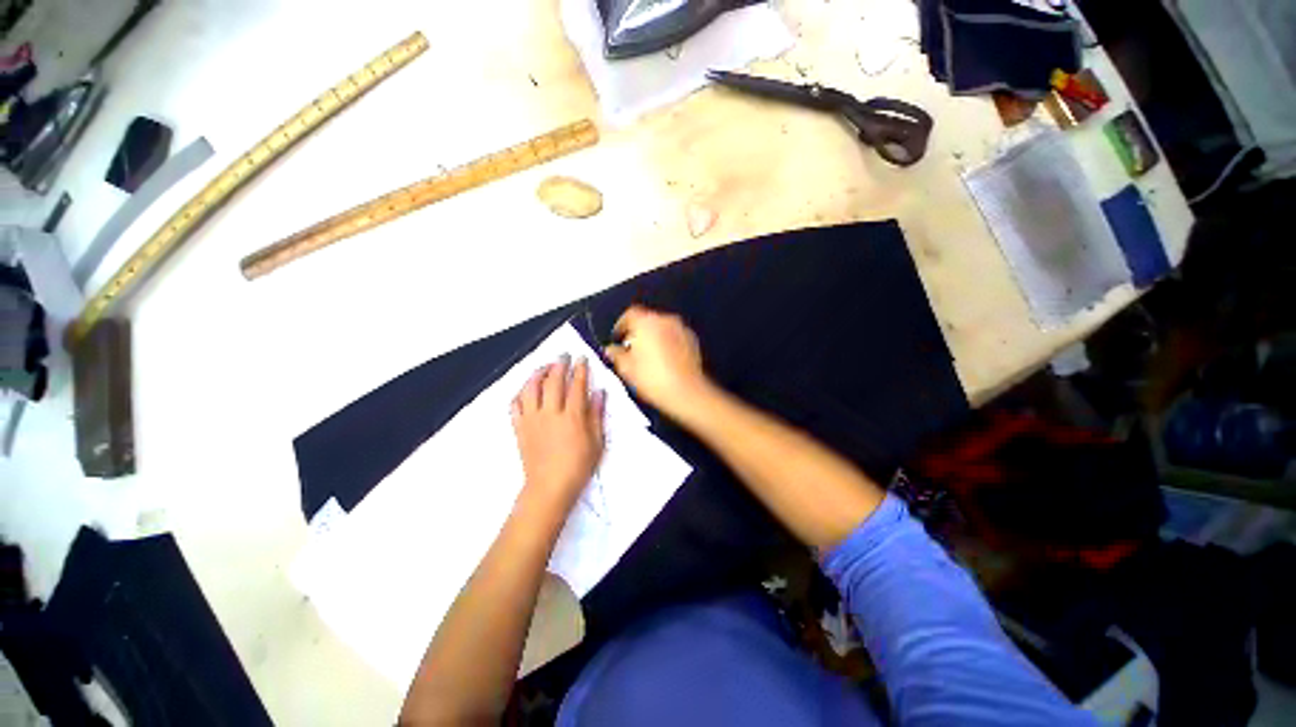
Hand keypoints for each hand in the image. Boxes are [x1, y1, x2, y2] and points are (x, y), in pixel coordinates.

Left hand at [511, 355, 605, 511]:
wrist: (549, 488)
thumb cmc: (578, 466)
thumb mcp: (597, 442)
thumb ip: (597, 415)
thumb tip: (600, 392)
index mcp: (572, 416)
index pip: (577, 385)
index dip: (580, 369)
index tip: (582, 358)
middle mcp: (550, 413)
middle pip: (553, 381)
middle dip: (559, 364)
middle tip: (563, 355)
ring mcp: (532, 419)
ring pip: (531, 388)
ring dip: (537, 373)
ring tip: (544, 367)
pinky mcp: (519, 427)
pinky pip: (515, 404)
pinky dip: (519, 393)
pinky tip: (525, 389)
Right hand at [604, 306, 710, 420]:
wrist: (686, 392)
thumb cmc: (653, 379)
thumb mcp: (626, 368)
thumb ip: (615, 354)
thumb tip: (611, 350)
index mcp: (646, 321)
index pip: (629, 314)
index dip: (621, 325)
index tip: (618, 337)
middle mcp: (665, 320)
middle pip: (647, 320)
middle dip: (638, 332)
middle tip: (631, 349)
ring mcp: (681, 329)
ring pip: (662, 328)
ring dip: (654, 337)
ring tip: (647, 357)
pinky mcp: (692, 340)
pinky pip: (674, 337)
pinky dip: (667, 344)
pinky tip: (663, 361)